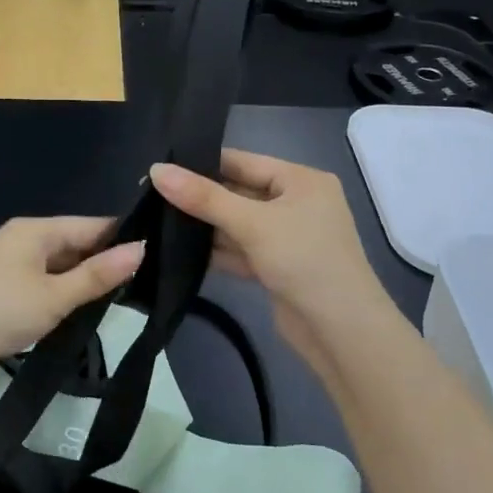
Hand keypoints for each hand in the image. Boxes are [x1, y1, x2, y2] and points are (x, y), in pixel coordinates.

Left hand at [0, 217, 145, 384]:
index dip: (123, 239)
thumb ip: (97, 275)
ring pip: (60, 268)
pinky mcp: (3, 293)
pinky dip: (64, 296)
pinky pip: (44, 286)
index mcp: (35, 230)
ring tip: (127, 299)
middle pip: (75, 245)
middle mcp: (23, 241)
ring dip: (85, 282)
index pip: (91, 226)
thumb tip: (140, 249)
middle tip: (149, 284)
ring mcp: (10, 267)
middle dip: (106, 263)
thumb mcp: (53, 296)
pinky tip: (85, 312)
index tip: (158, 255)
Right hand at [150, 150, 395, 375]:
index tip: (160, 166)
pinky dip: (217, 251)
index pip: (243, 161)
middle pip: (239, 192)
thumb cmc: (303, 260)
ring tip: (157, 220)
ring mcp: (288, 238)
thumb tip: (156, 170)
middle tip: (151, 195)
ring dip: (205, 226)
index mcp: (301, 180)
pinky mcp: (278, 267)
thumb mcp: (252, 223)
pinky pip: (241, 250)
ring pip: (238, 224)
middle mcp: (297, 203)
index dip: (202, 163)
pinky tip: (180, 251)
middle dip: (201, 198)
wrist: (341, 331)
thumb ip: (203, 197)